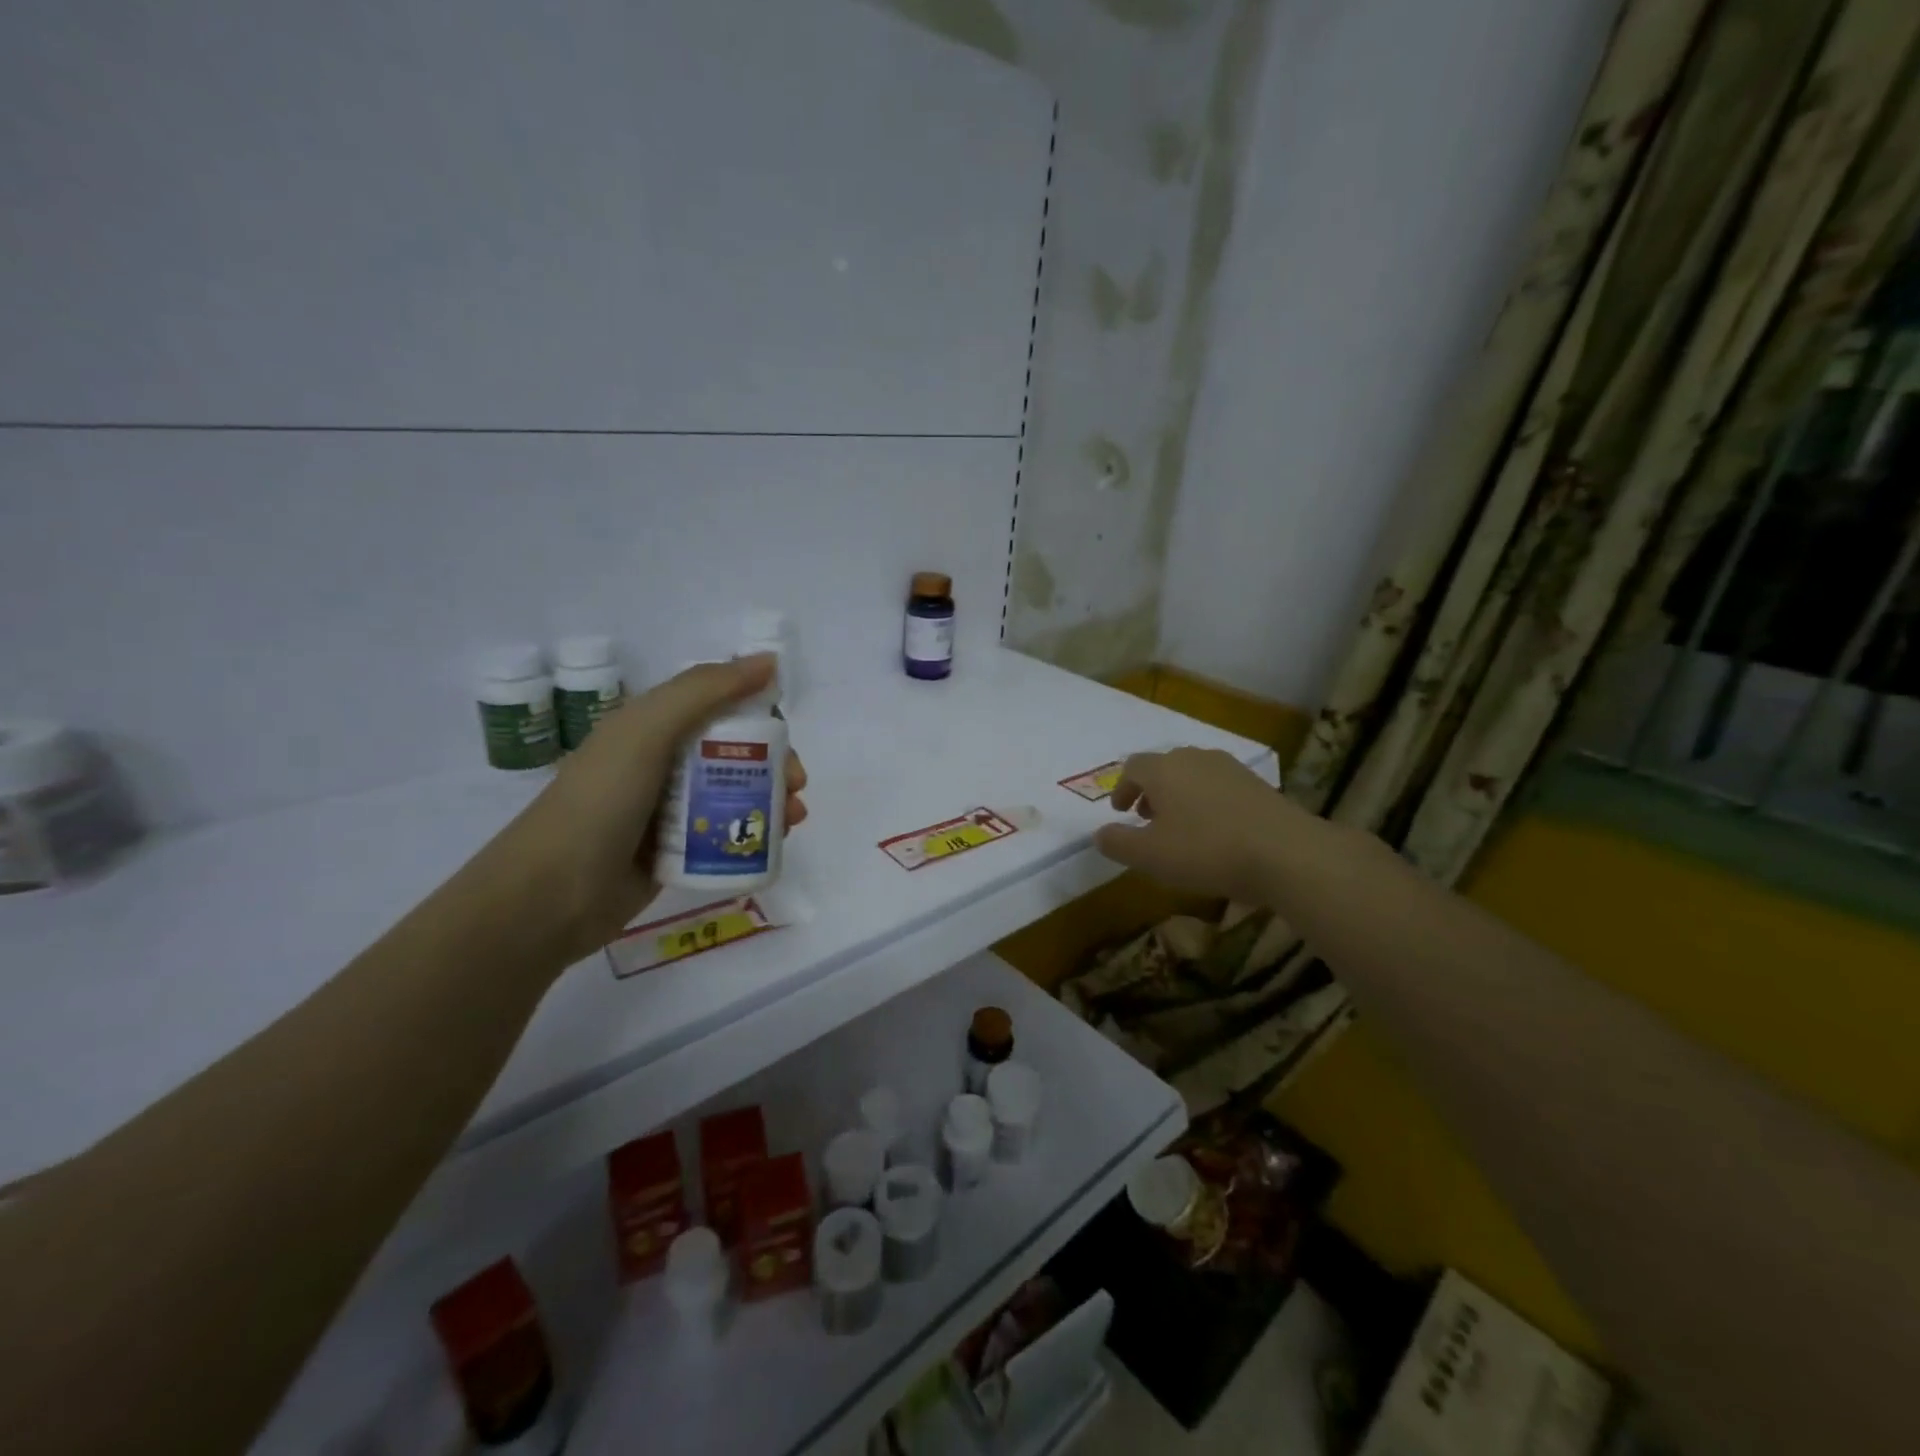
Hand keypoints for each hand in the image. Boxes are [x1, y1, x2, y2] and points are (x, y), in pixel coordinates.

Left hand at [473, 654, 807, 966]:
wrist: (552, 892)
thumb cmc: (602, 799)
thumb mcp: (649, 728)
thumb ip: (707, 690)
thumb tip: (769, 661)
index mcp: (653, 728)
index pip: (721, 711)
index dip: (760, 720)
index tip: (787, 741)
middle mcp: (663, 765)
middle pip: (736, 756)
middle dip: (776, 767)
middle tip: (797, 788)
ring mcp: (669, 812)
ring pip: (736, 797)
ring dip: (773, 802)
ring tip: (794, 820)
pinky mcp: (676, 853)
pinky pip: (725, 836)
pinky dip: (754, 835)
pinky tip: (775, 844)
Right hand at [1093, 747, 1303, 904]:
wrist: (1285, 852)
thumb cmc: (1206, 851)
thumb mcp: (1150, 856)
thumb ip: (1118, 843)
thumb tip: (1099, 834)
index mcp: (1163, 769)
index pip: (1132, 767)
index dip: (1121, 788)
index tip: (1121, 811)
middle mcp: (1194, 758)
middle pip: (1163, 766)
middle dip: (1150, 790)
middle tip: (1147, 818)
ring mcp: (1229, 767)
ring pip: (1192, 774)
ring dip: (1179, 795)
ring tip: (1181, 825)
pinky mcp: (1256, 783)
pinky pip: (1219, 785)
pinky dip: (1207, 801)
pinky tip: (1215, 829)